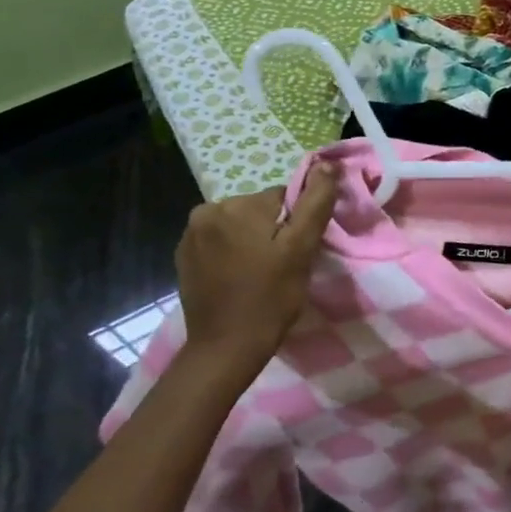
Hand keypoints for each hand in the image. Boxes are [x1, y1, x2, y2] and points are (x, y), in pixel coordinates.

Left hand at [175, 169, 339, 375]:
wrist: (227, 346)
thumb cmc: (271, 297)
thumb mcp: (302, 249)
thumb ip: (315, 204)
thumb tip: (327, 165)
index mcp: (237, 206)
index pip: (284, 197)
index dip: (297, 223)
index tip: (299, 252)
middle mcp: (207, 211)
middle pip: (259, 210)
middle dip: (274, 231)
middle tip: (283, 265)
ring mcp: (190, 234)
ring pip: (240, 225)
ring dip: (254, 242)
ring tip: (261, 274)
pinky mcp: (183, 256)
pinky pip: (220, 242)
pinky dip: (233, 254)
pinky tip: (240, 278)